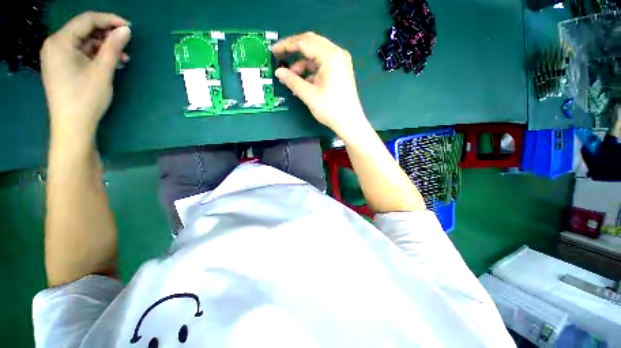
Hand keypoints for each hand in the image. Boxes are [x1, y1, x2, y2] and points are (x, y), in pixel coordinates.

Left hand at [41, 11, 130, 139]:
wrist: (72, 126)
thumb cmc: (86, 98)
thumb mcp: (102, 71)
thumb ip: (113, 47)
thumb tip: (126, 30)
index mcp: (60, 41)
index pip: (86, 20)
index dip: (109, 20)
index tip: (129, 27)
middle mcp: (55, 45)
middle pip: (84, 30)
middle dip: (107, 35)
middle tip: (126, 45)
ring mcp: (56, 56)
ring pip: (83, 42)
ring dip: (103, 47)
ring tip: (122, 58)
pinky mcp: (61, 66)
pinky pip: (80, 53)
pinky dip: (96, 55)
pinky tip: (110, 63)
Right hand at [273, 32, 367, 138]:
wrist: (349, 122)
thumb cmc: (330, 109)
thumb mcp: (309, 95)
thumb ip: (292, 81)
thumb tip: (279, 72)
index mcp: (330, 56)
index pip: (304, 43)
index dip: (287, 45)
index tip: (274, 50)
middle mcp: (337, 54)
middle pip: (312, 43)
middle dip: (294, 49)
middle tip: (281, 56)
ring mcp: (340, 62)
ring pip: (316, 55)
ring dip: (303, 63)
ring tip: (292, 77)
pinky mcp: (340, 71)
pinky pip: (322, 65)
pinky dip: (311, 70)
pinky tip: (303, 81)